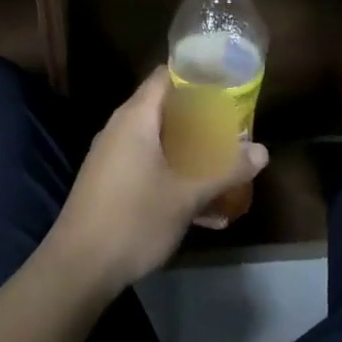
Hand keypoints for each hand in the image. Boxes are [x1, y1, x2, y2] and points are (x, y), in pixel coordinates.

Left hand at [48, 71, 268, 291]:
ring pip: (157, 139)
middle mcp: (120, 128)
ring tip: (224, 165)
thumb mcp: (186, 196)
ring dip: (189, 150)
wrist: (78, 267)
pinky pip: (147, 164)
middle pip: (164, 108)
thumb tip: (263, 151)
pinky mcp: (109, 181)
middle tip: (233, 127)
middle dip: (200, 118)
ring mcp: (112, 155)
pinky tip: (202, 207)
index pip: (165, 76)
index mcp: (136, 117)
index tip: (227, 83)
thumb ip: (225, 171)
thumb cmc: (134, 219)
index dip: (196, 75)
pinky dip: (172, 173)